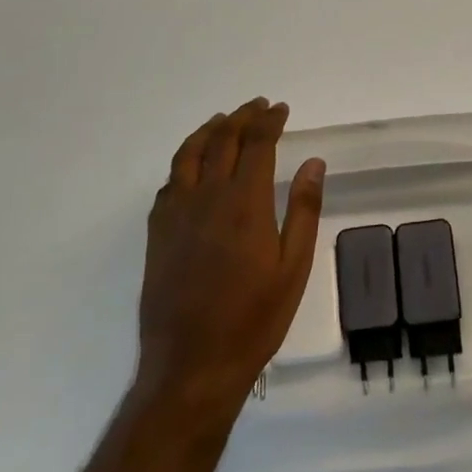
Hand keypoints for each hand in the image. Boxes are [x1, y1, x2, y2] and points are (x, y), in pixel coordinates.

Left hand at [135, 99, 325, 419]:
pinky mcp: (158, 232)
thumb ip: (303, 209)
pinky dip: (185, 160)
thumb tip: (313, 162)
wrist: (193, 365)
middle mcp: (207, 197)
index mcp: (245, 203)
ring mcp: (176, 213)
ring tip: (224, 120)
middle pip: (222, 140)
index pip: (256, 144)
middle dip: (242, 117)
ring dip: (209, 130)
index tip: (281, 109)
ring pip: (189, 154)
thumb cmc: (255, 318)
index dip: (269, 121)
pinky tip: (193, 165)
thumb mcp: (293, 267)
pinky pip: (170, 181)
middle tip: (258, 106)